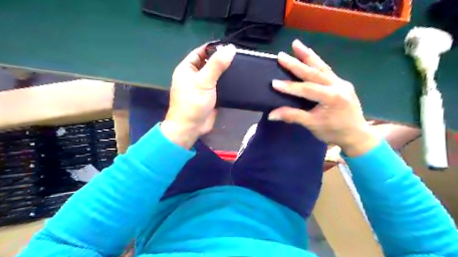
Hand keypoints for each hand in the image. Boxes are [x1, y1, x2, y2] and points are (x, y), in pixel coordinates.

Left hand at [162, 44, 235, 148]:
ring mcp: (202, 87)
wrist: (191, 127)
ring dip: (225, 72)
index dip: (213, 48)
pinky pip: (219, 86)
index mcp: (187, 68)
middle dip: (222, 60)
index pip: (200, 52)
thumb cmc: (193, 103)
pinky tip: (238, 81)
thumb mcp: (204, 81)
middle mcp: (194, 76)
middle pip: (209, 63)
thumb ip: (217, 65)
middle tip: (239, 57)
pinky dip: (227, 83)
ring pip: (215, 75)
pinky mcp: (210, 96)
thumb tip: (230, 48)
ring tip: (241, 67)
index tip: (230, 47)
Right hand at [269, 39, 380, 155]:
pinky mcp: (341, 82)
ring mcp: (341, 82)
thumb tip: (271, 114)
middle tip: (281, 55)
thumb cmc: (334, 131)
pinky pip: (327, 70)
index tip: (274, 83)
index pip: (307, 89)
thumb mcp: (312, 125)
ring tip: (296, 44)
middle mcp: (338, 86)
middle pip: (314, 73)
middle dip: (296, 64)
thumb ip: (292, 116)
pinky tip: (309, 55)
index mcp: (332, 98)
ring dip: (308, 55)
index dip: (289, 87)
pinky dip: (316, 62)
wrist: (356, 134)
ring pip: (322, 67)